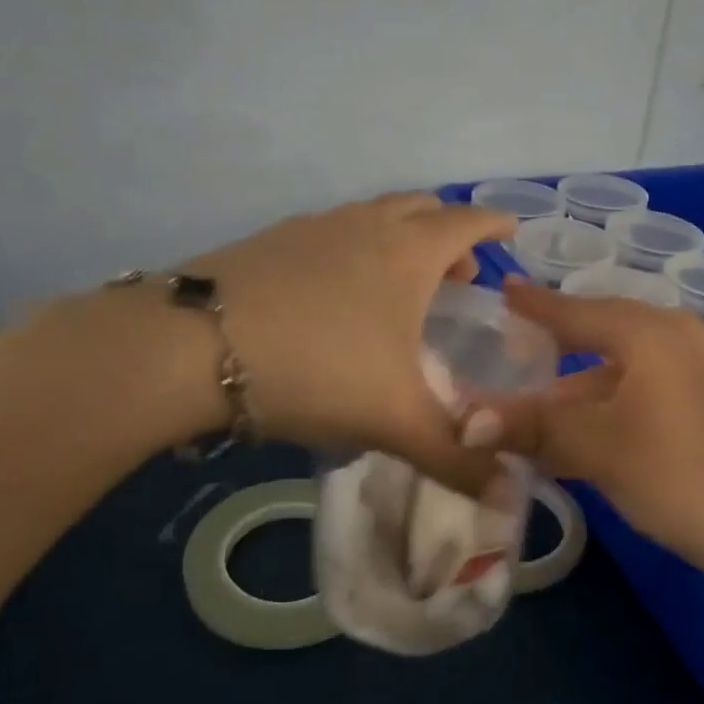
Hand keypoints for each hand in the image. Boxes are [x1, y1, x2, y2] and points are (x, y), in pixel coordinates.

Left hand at [182, 193, 513, 491]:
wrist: (192, 348)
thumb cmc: (317, 370)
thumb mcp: (395, 421)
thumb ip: (456, 459)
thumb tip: (511, 495)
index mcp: (408, 254)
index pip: (465, 222)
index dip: (493, 223)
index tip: (510, 228)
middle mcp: (365, 226)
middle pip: (419, 208)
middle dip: (447, 233)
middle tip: (459, 273)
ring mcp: (313, 227)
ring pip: (372, 215)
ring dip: (398, 236)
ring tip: (400, 283)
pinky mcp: (270, 240)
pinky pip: (331, 231)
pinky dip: (353, 247)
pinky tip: (336, 292)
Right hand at [487, 280, 703, 596]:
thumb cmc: (684, 477)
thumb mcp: (599, 449)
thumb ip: (533, 426)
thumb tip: (465, 422)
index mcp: (652, 333)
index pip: (577, 310)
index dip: (535, 304)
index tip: (503, 290)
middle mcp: (685, 337)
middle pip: (605, 335)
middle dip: (559, 350)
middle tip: (518, 354)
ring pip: (631, 368)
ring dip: (586, 390)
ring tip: (547, 413)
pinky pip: (656, 388)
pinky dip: (620, 404)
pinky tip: (601, 433)